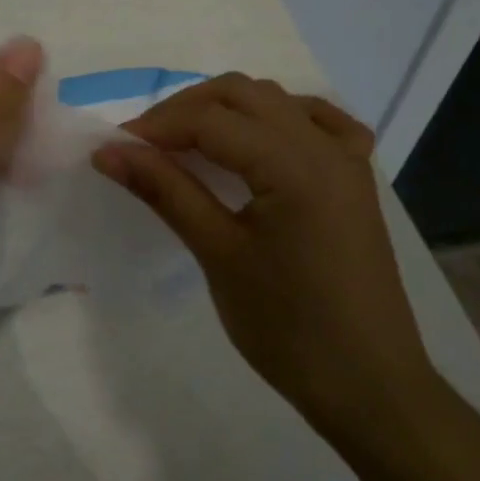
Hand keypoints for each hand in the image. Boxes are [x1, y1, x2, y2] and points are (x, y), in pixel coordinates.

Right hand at [93, 75, 440, 459]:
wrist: (369, 386)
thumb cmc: (288, 329)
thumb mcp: (218, 255)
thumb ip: (165, 190)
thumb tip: (110, 152)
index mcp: (294, 165)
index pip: (211, 120)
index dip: (157, 127)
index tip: (116, 148)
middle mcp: (324, 146)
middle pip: (242, 94)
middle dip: (186, 110)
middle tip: (146, 146)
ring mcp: (347, 158)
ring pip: (276, 101)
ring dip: (227, 108)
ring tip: (188, 143)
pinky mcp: (356, 178)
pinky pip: (318, 121)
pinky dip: (279, 117)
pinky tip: (260, 138)